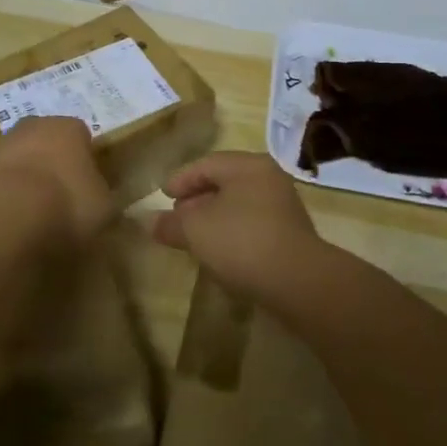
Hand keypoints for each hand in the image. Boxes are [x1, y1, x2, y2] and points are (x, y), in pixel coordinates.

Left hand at [0, 117, 115, 249]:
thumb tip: (103, 201)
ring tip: (29, 216)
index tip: (88, 185)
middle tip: (58, 197)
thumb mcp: (104, 209)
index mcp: (68, 128)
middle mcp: (30, 127)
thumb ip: (104, 199)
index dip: (86, 160)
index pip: (82, 136)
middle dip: (50, 163)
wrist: (2, 220)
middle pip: (44, 141)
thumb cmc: (65, 207)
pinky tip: (5, 223)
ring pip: (15, 160)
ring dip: (21, 180)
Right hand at [153, 152, 327, 301]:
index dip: (181, 179)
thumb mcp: (195, 230)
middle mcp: (269, 178)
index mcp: (248, 166)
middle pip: (225, 182)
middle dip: (197, 198)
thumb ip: (170, 223)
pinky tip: (219, 250)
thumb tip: (148, 221)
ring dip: (214, 217)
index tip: (163, 196)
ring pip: (239, 204)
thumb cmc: (241, 241)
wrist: (298, 281)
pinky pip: (252, 224)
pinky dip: (232, 231)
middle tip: (176, 215)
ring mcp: (283, 206)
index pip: (207, 164)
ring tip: (194, 236)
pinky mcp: (290, 234)